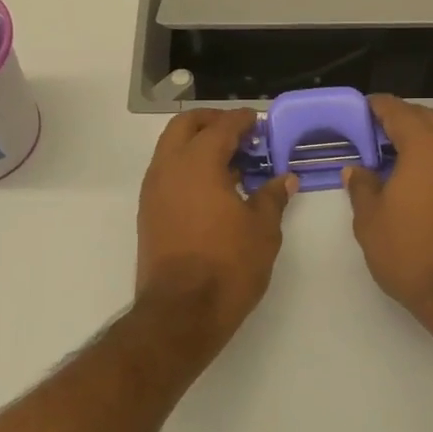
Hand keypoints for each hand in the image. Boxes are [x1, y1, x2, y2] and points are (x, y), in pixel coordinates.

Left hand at [136, 109, 297, 346]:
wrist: (181, 311)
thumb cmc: (228, 265)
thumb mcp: (262, 230)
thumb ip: (272, 197)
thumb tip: (284, 179)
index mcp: (198, 162)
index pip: (221, 126)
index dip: (242, 120)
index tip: (259, 122)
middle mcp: (169, 167)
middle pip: (185, 126)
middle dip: (211, 122)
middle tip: (239, 134)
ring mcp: (153, 190)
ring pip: (170, 148)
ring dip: (196, 144)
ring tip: (229, 163)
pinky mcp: (148, 212)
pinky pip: (166, 173)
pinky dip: (186, 167)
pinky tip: (212, 189)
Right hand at [344, 95, 432, 333]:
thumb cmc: (409, 252)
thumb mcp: (369, 220)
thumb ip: (362, 187)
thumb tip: (357, 170)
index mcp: (425, 147)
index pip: (399, 112)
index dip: (380, 107)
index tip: (366, 107)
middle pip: (432, 118)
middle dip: (407, 119)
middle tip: (384, 133)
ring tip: (424, 149)